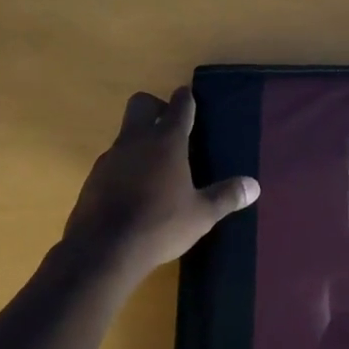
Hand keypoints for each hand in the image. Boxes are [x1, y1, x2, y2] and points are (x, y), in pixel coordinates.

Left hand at [62, 86, 259, 281]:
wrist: (103, 250)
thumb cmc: (159, 225)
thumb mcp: (201, 215)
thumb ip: (226, 196)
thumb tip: (254, 186)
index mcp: (166, 140)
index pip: (179, 105)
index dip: (186, 99)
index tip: (190, 98)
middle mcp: (136, 139)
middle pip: (141, 103)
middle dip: (155, 107)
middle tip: (171, 128)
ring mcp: (111, 157)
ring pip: (125, 133)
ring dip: (140, 140)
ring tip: (156, 167)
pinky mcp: (93, 177)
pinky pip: (112, 161)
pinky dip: (125, 167)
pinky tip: (134, 191)